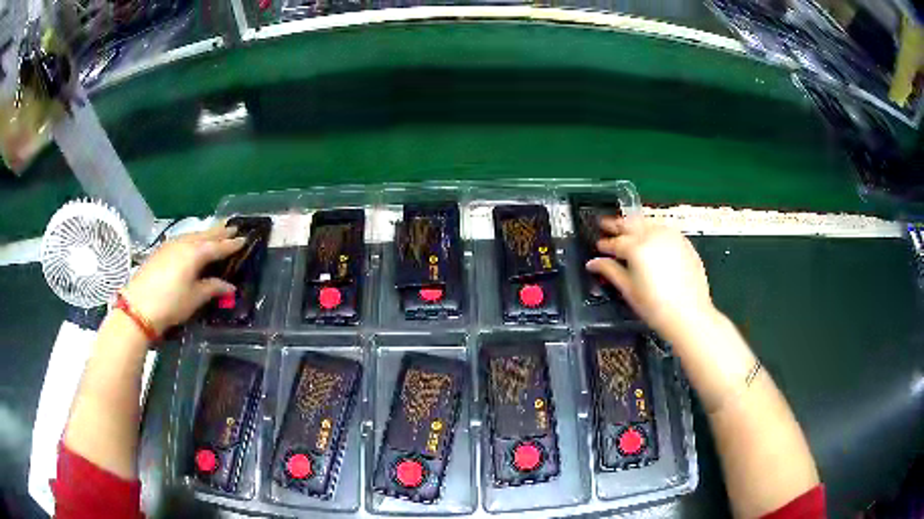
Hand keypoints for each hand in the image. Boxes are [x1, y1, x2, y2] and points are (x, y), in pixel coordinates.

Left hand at [121, 225, 245, 334]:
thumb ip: (212, 288)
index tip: (244, 239)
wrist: (138, 306)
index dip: (231, 244)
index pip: (218, 246)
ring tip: (215, 231)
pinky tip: (192, 241)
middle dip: (219, 231)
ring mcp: (170, 245)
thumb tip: (230, 287)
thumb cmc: (171, 303)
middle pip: (205, 235)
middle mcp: (184, 243)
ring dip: (205, 233)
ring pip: (192, 235)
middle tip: (232, 225)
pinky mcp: (161, 251)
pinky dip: (192, 238)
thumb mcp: (194, 298)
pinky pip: (182, 239)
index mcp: (195, 253)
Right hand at [587, 216, 715, 340]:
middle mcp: (653, 235)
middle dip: (617, 224)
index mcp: (636, 247)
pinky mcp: (684, 242)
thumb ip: (610, 271)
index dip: (605, 244)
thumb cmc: (655, 306)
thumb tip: (593, 263)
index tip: (598, 245)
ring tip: (628, 230)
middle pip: (631, 223)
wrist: (689, 314)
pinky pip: (664, 229)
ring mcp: (671, 236)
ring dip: (636, 224)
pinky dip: (654, 229)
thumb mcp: (628, 290)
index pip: (615, 242)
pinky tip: (651, 238)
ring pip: (648, 222)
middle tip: (606, 225)